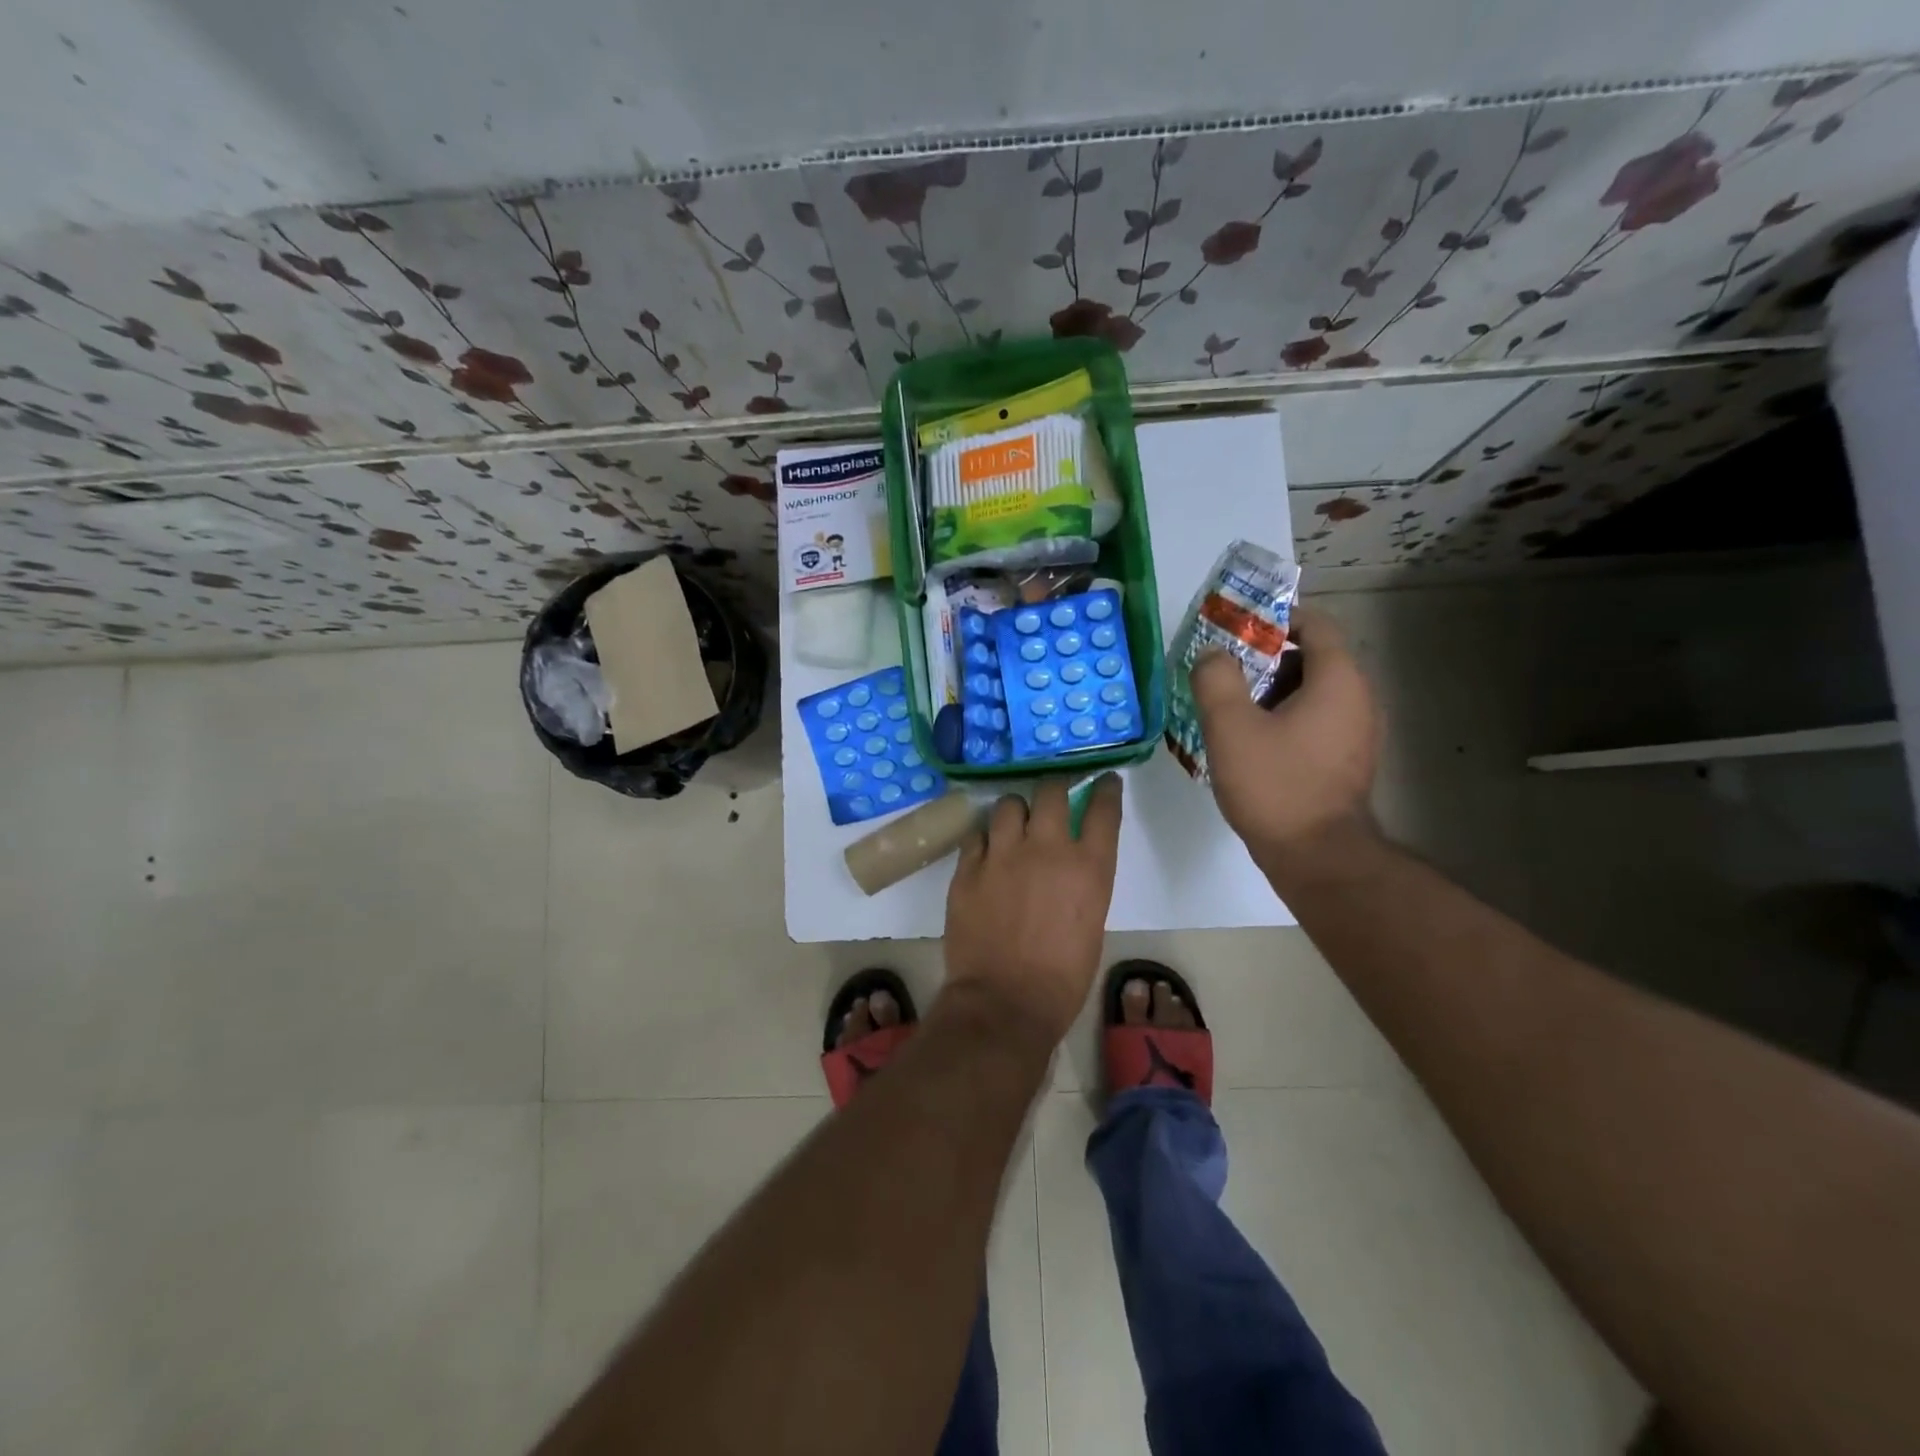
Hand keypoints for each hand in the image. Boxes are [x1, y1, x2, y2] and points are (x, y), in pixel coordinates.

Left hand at [943, 774, 1123, 1043]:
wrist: (1005, 1002)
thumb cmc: (1062, 978)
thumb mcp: (1091, 923)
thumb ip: (1083, 883)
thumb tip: (1069, 866)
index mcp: (1089, 867)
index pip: (1104, 809)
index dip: (1106, 789)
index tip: (1105, 781)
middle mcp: (1047, 849)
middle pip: (1052, 791)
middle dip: (1055, 787)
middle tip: (1054, 795)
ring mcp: (1003, 855)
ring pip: (1009, 805)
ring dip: (1016, 811)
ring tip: (1015, 824)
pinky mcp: (968, 868)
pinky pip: (977, 835)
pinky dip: (986, 839)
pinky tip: (987, 852)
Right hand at [1190, 604, 1380, 863]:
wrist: (1317, 858)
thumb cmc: (1275, 785)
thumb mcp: (1230, 727)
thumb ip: (1216, 680)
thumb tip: (1213, 656)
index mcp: (1339, 680)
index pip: (1316, 624)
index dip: (1276, 618)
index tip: (1236, 629)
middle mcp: (1359, 698)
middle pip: (1313, 657)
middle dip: (1266, 658)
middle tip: (1223, 670)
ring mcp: (1358, 733)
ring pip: (1312, 692)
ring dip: (1272, 690)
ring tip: (1229, 706)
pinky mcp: (1348, 761)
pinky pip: (1316, 721)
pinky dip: (1285, 717)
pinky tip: (1250, 739)